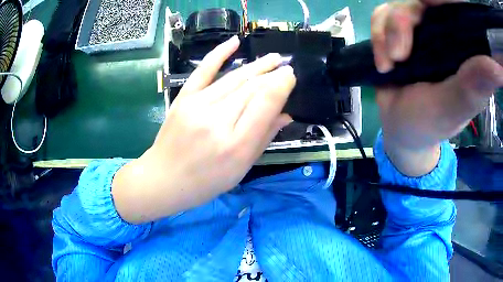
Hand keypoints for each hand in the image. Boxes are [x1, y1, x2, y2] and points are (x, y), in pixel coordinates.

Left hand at [112, 36, 295, 222]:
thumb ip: (264, 138)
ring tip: (273, 57)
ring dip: (257, 65)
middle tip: (286, 66)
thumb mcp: (241, 168)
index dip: (282, 84)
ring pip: (233, 78)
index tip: (291, 75)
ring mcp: (197, 106)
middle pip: (252, 87)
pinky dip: (219, 54)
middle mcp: (218, 121)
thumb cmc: (206, 181)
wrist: (164, 178)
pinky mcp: (183, 99)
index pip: (265, 102)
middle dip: (273, 73)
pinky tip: (235, 42)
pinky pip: (203, 70)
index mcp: (237, 145)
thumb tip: (286, 114)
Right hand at [371, 0, 502, 175]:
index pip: (460, 10)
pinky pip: (382, 16)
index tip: (433, 5)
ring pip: (400, 6)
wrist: (399, 126)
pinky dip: (377, 36)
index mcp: (466, 49)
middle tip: (402, 51)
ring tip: (392, 63)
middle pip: (426, 1)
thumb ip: (476, 84)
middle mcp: (445, 32)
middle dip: (407, 19)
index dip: (450, 2)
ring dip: (389, 32)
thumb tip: (499, 68)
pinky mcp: (398, 31)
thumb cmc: (430, 123)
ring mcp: (420, 29)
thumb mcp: (454, 107)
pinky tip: (384, 63)